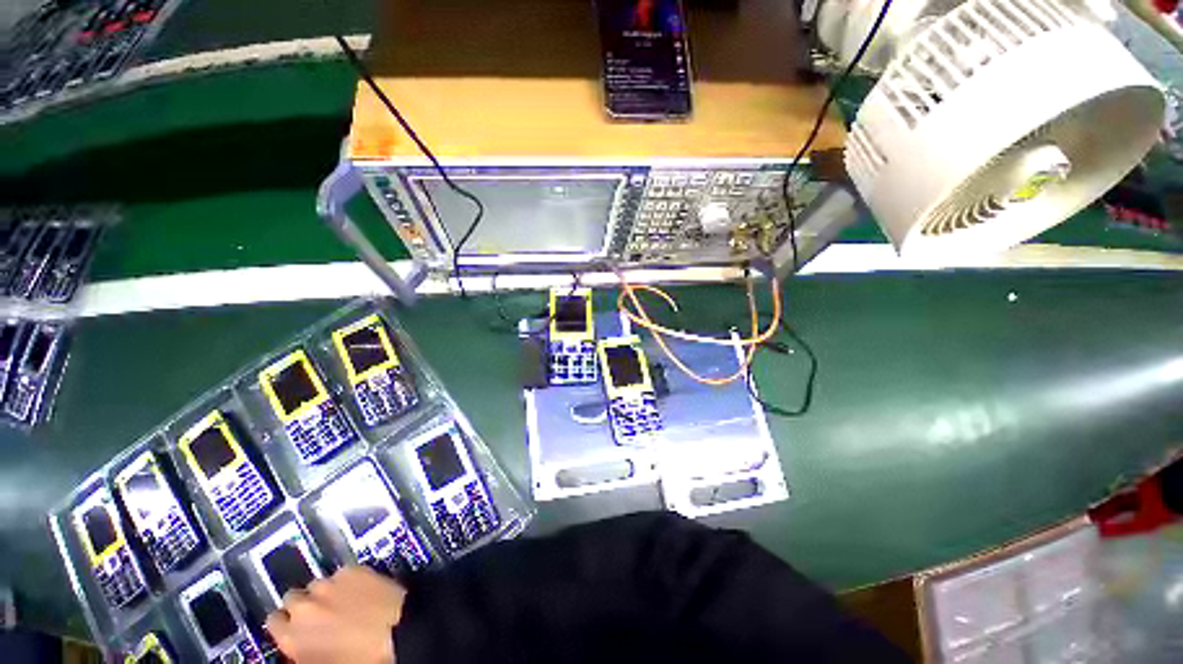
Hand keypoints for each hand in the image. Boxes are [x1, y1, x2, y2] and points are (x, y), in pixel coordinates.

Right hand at [266, 565, 406, 663]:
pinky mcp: (354, 569)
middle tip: (320, 614)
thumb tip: (299, 645)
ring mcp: (330, 585)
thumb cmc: (361, 658)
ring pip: (317, 584)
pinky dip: (347, 580)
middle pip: (292, 598)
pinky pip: (342, 573)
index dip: (285, 624)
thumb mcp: (322, 662)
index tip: (293, 626)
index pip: (272, 622)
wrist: (398, 634)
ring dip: (324, 592)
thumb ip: (303, 651)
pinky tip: (359, 590)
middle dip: (303, 605)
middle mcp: (305, 607)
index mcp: (292, 637)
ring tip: (341, 602)